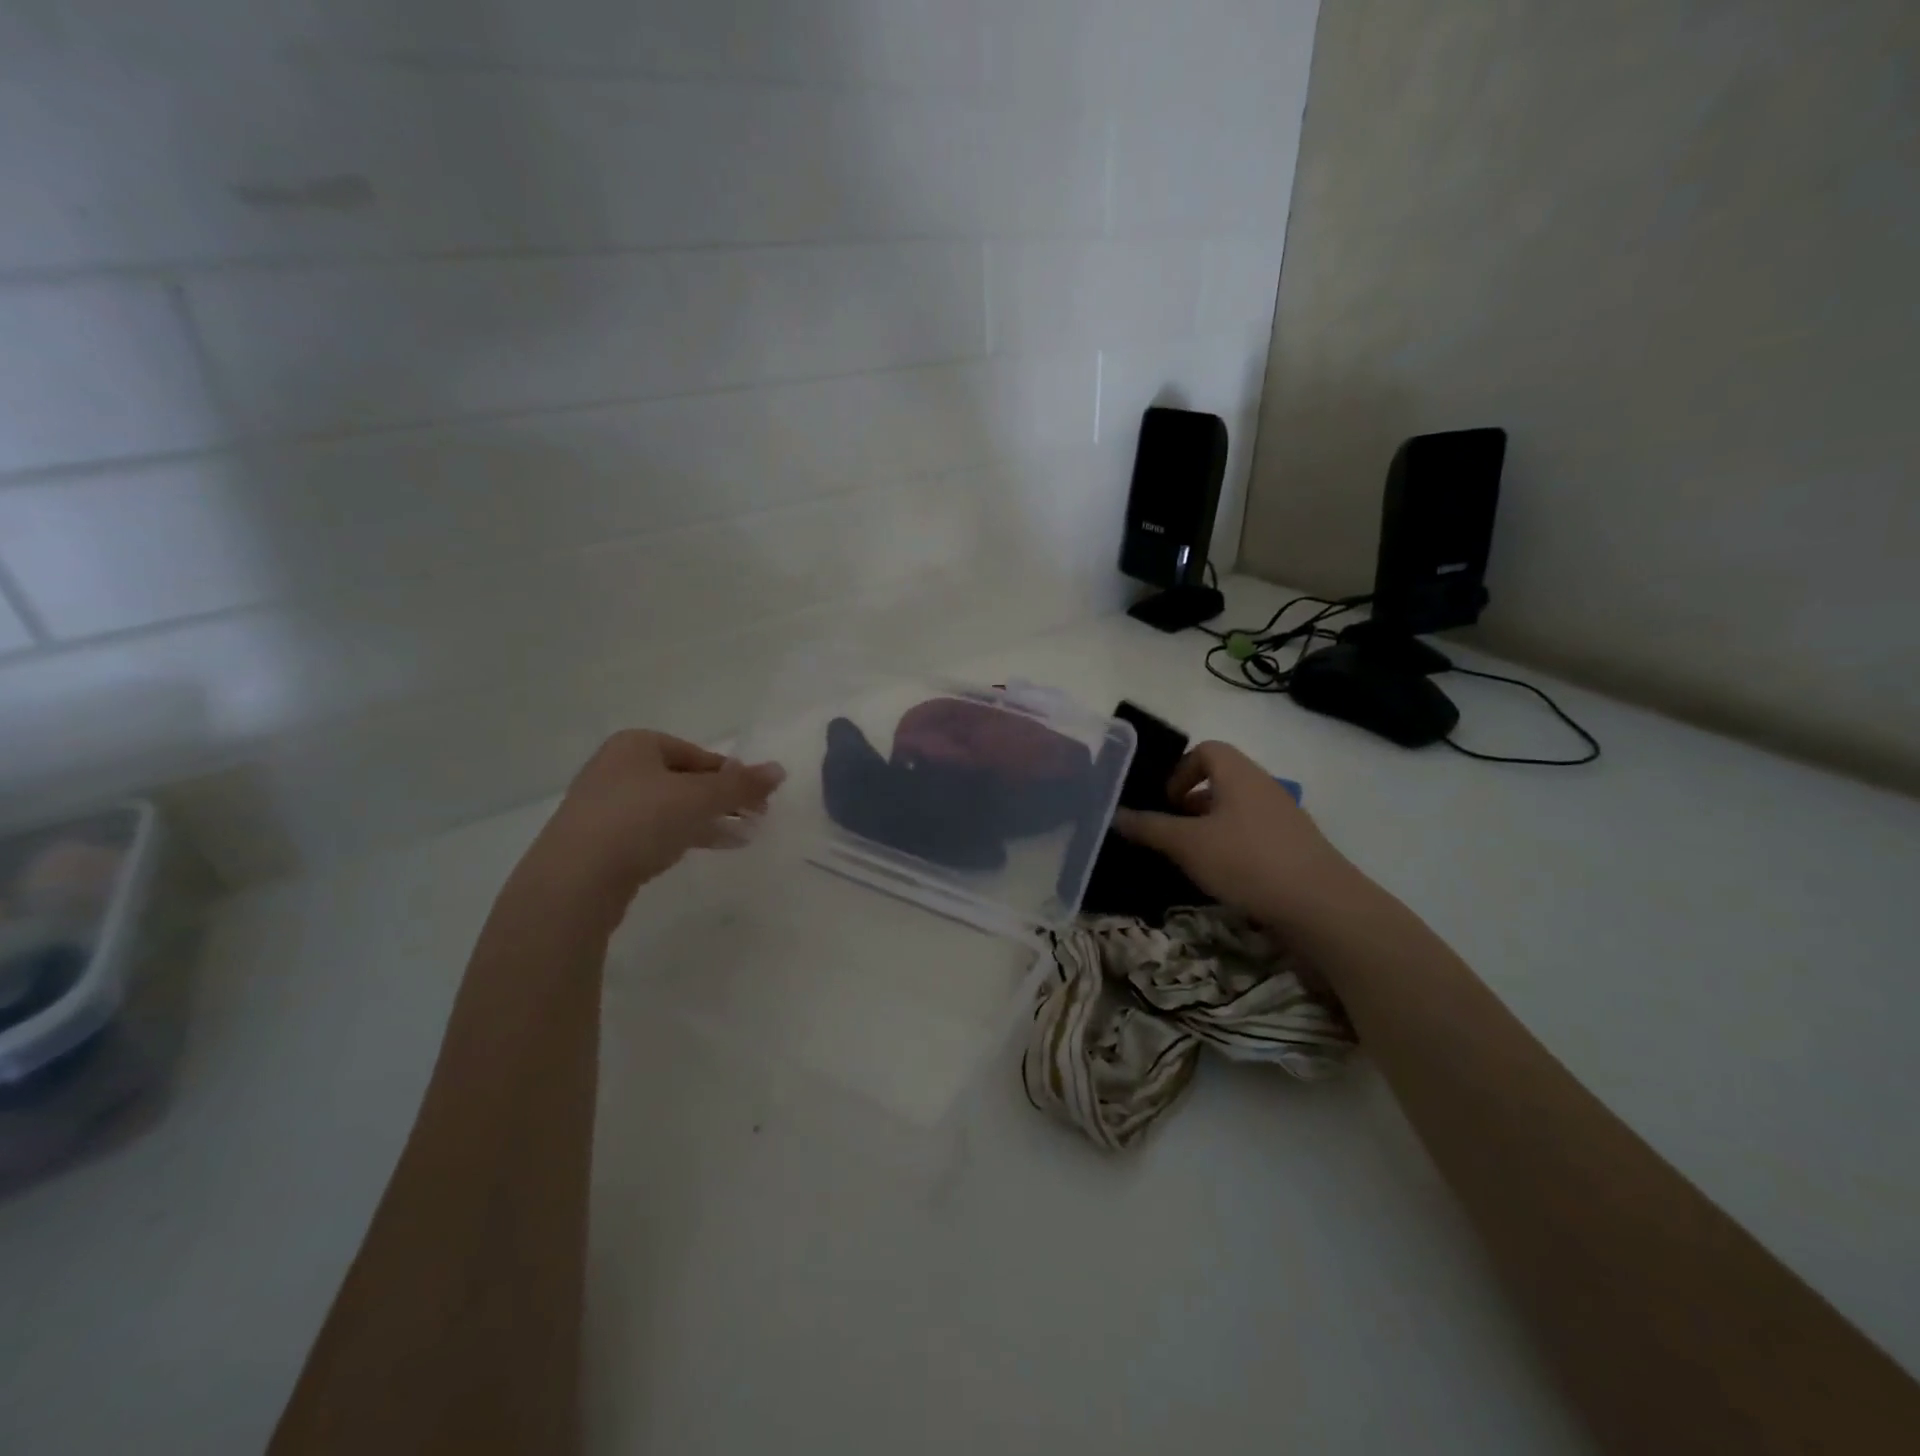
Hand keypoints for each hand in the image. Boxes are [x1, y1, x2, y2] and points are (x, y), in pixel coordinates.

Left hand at [523, 730, 784, 925]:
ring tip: (741, 837)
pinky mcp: (601, 841)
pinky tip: (704, 849)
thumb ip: (741, 785)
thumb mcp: (700, 798)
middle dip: (722, 799)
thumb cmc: (640, 820)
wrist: (574, 879)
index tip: (759, 800)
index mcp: (636, 744)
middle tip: (754, 818)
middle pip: (685, 780)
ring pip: (670, 807)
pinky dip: (682, 836)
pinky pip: (652, 831)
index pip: (699, 755)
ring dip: (707, 820)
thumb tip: (780, 770)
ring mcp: (605, 805)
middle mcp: (617, 767)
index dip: (734, 776)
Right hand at [1113, 740, 1353, 925]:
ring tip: (1192, 859)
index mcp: (1239, 774)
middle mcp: (1264, 787)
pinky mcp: (1295, 847)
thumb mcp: (1187, 844)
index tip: (1166, 802)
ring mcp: (1283, 818)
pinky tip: (1223, 878)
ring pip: (1236, 811)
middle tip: (1171, 832)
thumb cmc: (1247, 861)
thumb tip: (1114, 814)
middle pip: (1221, 781)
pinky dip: (1233, 847)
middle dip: (1190, 803)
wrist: (1321, 906)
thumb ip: (1149, 828)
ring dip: (1210, 828)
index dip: (1180, 770)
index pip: (1206, 750)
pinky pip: (1254, 835)